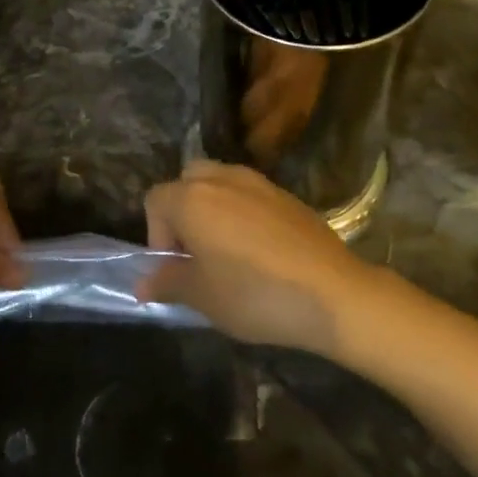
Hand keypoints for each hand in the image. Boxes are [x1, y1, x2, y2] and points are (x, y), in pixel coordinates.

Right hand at [140, 160, 381, 356]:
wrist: (333, 294)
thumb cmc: (255, 295)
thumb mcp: (202, 297)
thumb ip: (168, 282)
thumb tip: (144, 283)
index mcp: (193, 199)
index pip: (155, 200)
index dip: (156, 235)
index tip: (175, 269)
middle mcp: (223, 179)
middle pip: (187, 181)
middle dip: (183, 212)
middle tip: (196, 253)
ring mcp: (260, 183)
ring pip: (221, 183)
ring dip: (214, 210)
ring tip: (227, 252)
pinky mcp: (288, 196)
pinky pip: (251, 195)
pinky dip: (244, 213)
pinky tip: (260, 251)